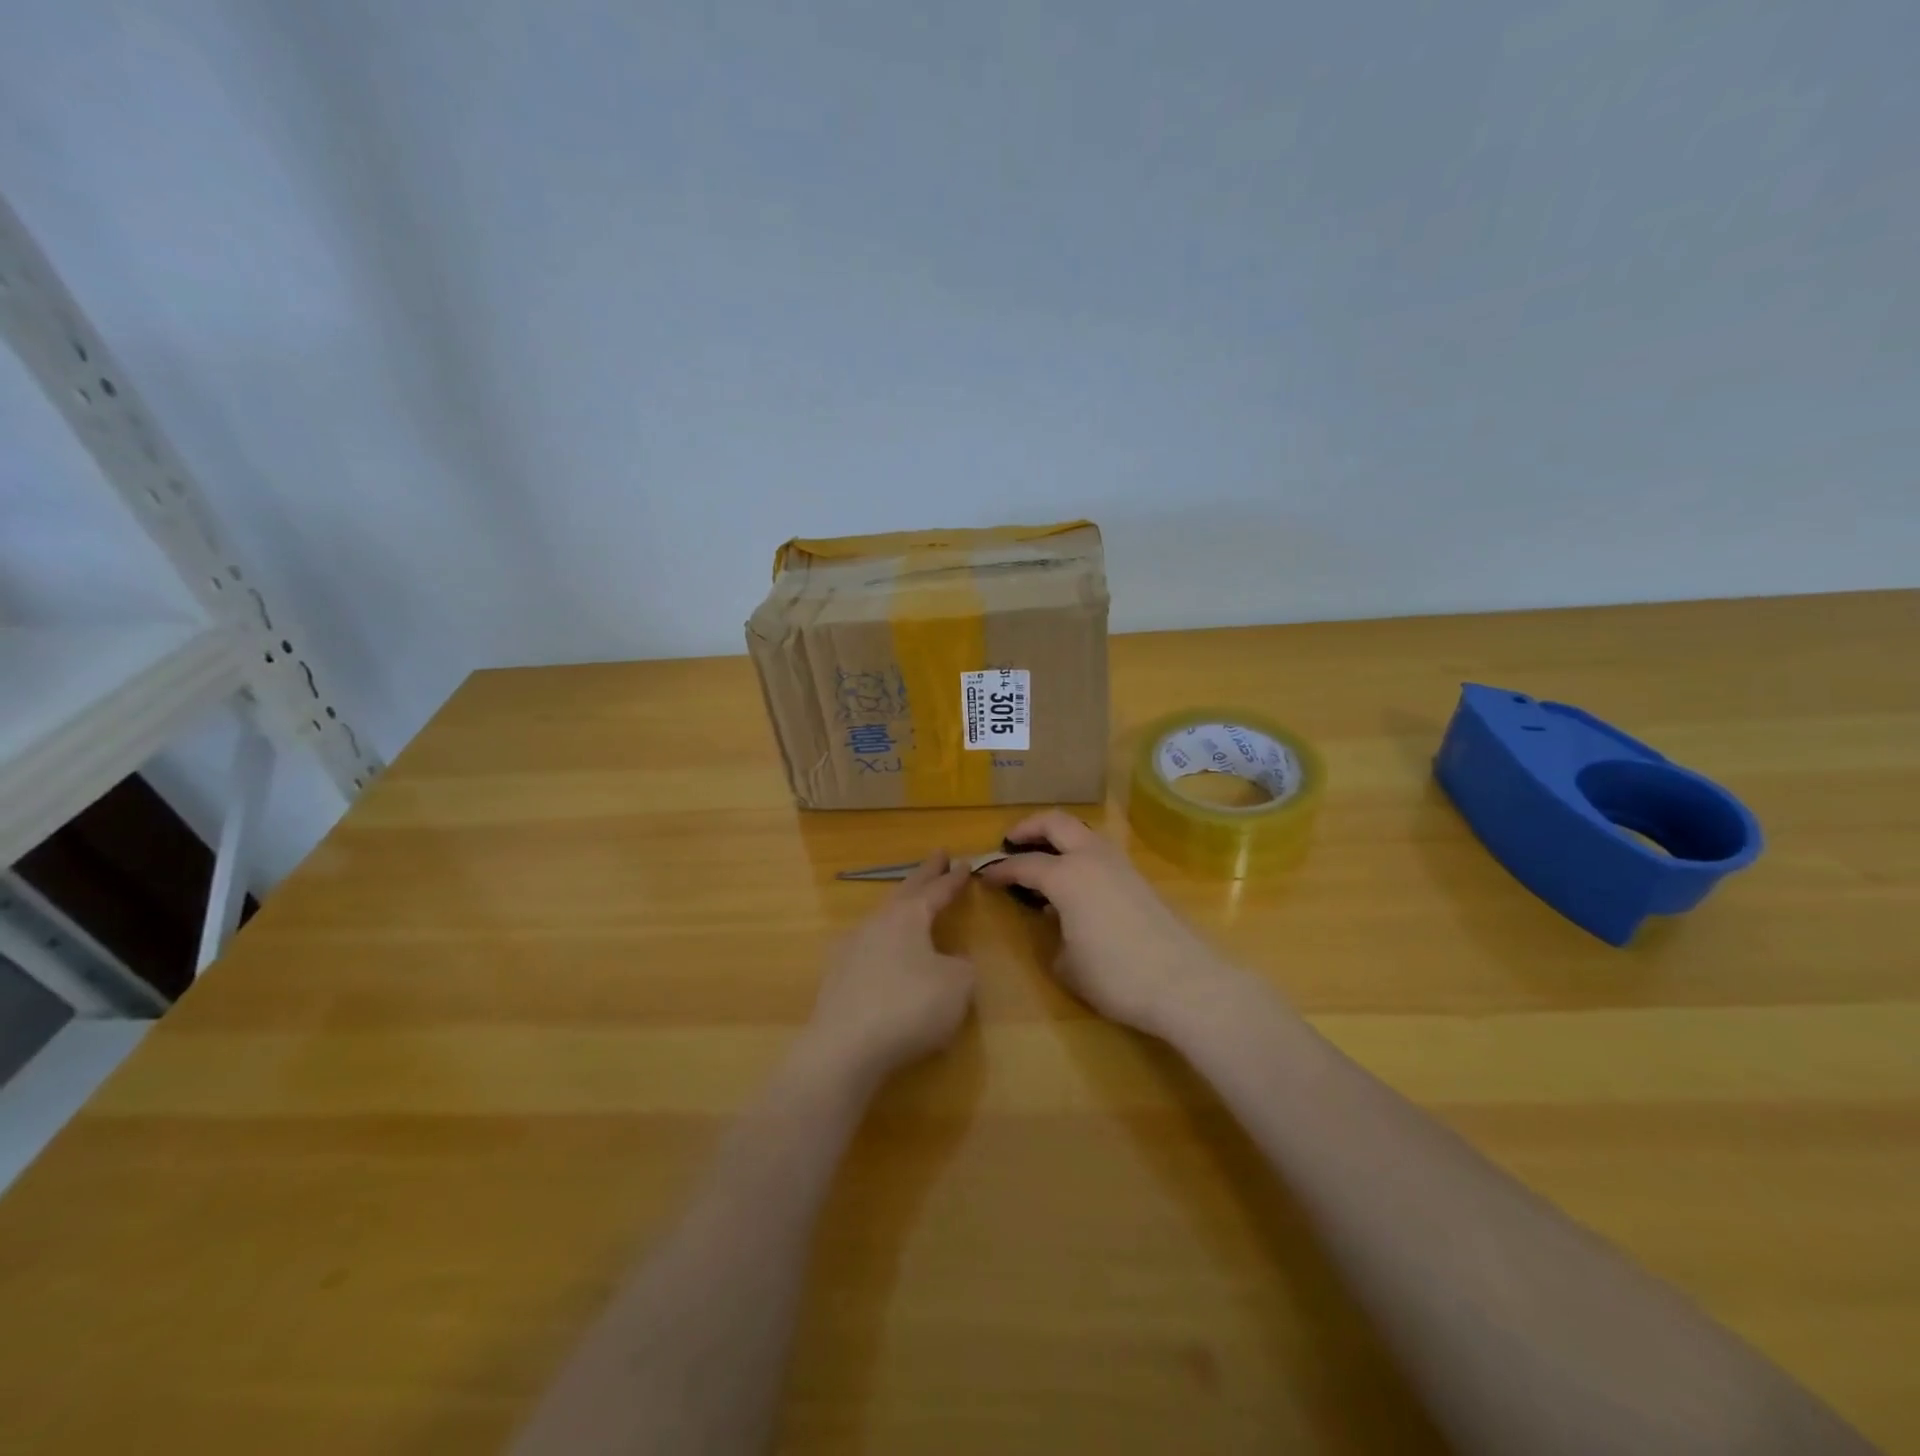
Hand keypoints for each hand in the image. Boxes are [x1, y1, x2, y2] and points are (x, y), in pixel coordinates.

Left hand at [800, 852, 976, 1092]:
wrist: (846, 1047)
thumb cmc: (910, 1006)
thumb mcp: (958, 986)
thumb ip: (962, 966)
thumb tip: (951, 961)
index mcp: (908, 917)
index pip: (936, 890)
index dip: (953, 878)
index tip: (964, 862)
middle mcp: (877, 922)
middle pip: (904, 891)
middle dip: (924, 875)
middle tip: (937, 858)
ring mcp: (851, 947)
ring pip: (882, 917)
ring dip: (899, 908)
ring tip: (910, 904)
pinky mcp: (836, 976)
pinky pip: (867, 947)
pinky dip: (882, 943)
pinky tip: (881, 951)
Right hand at [979, 810, 1239, 1037]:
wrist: (1185, 983)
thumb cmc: (1116, 976)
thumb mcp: (1067, 965)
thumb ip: (1052, 936)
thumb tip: (1056, 922)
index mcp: (1068, 876)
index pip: (1025, 864)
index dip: (1001, 870)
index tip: (985, 876)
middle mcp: (1092, 858)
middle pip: (1056, 823)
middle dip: (1029, 827)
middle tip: (1010, 842)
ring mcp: (1120, 865)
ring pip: (1083, 832)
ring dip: (1058, 837)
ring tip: (1042, 858)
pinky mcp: (1139, 879)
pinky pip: (1099, 852)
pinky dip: (1079, 854)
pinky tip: (1074, 883)